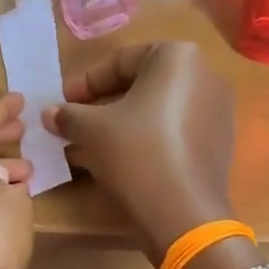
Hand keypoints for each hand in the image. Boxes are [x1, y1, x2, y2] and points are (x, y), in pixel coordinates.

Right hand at [41, 43, 235, 262]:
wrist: (183, 212)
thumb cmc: (135, 153)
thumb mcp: (91, 130)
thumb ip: (68, 116)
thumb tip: (49, 113)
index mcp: (178, 57)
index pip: (121, 62)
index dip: (86, 84)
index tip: (63, 103)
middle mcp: (205, 76)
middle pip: (142, 86)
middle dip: (104, 107)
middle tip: (75, 125)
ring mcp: (217, 112)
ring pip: (157, 112)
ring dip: (122, 127)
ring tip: (91, 148)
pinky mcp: (219, 144)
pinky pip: (175, 133)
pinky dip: (147, 141)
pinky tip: (121, 163)